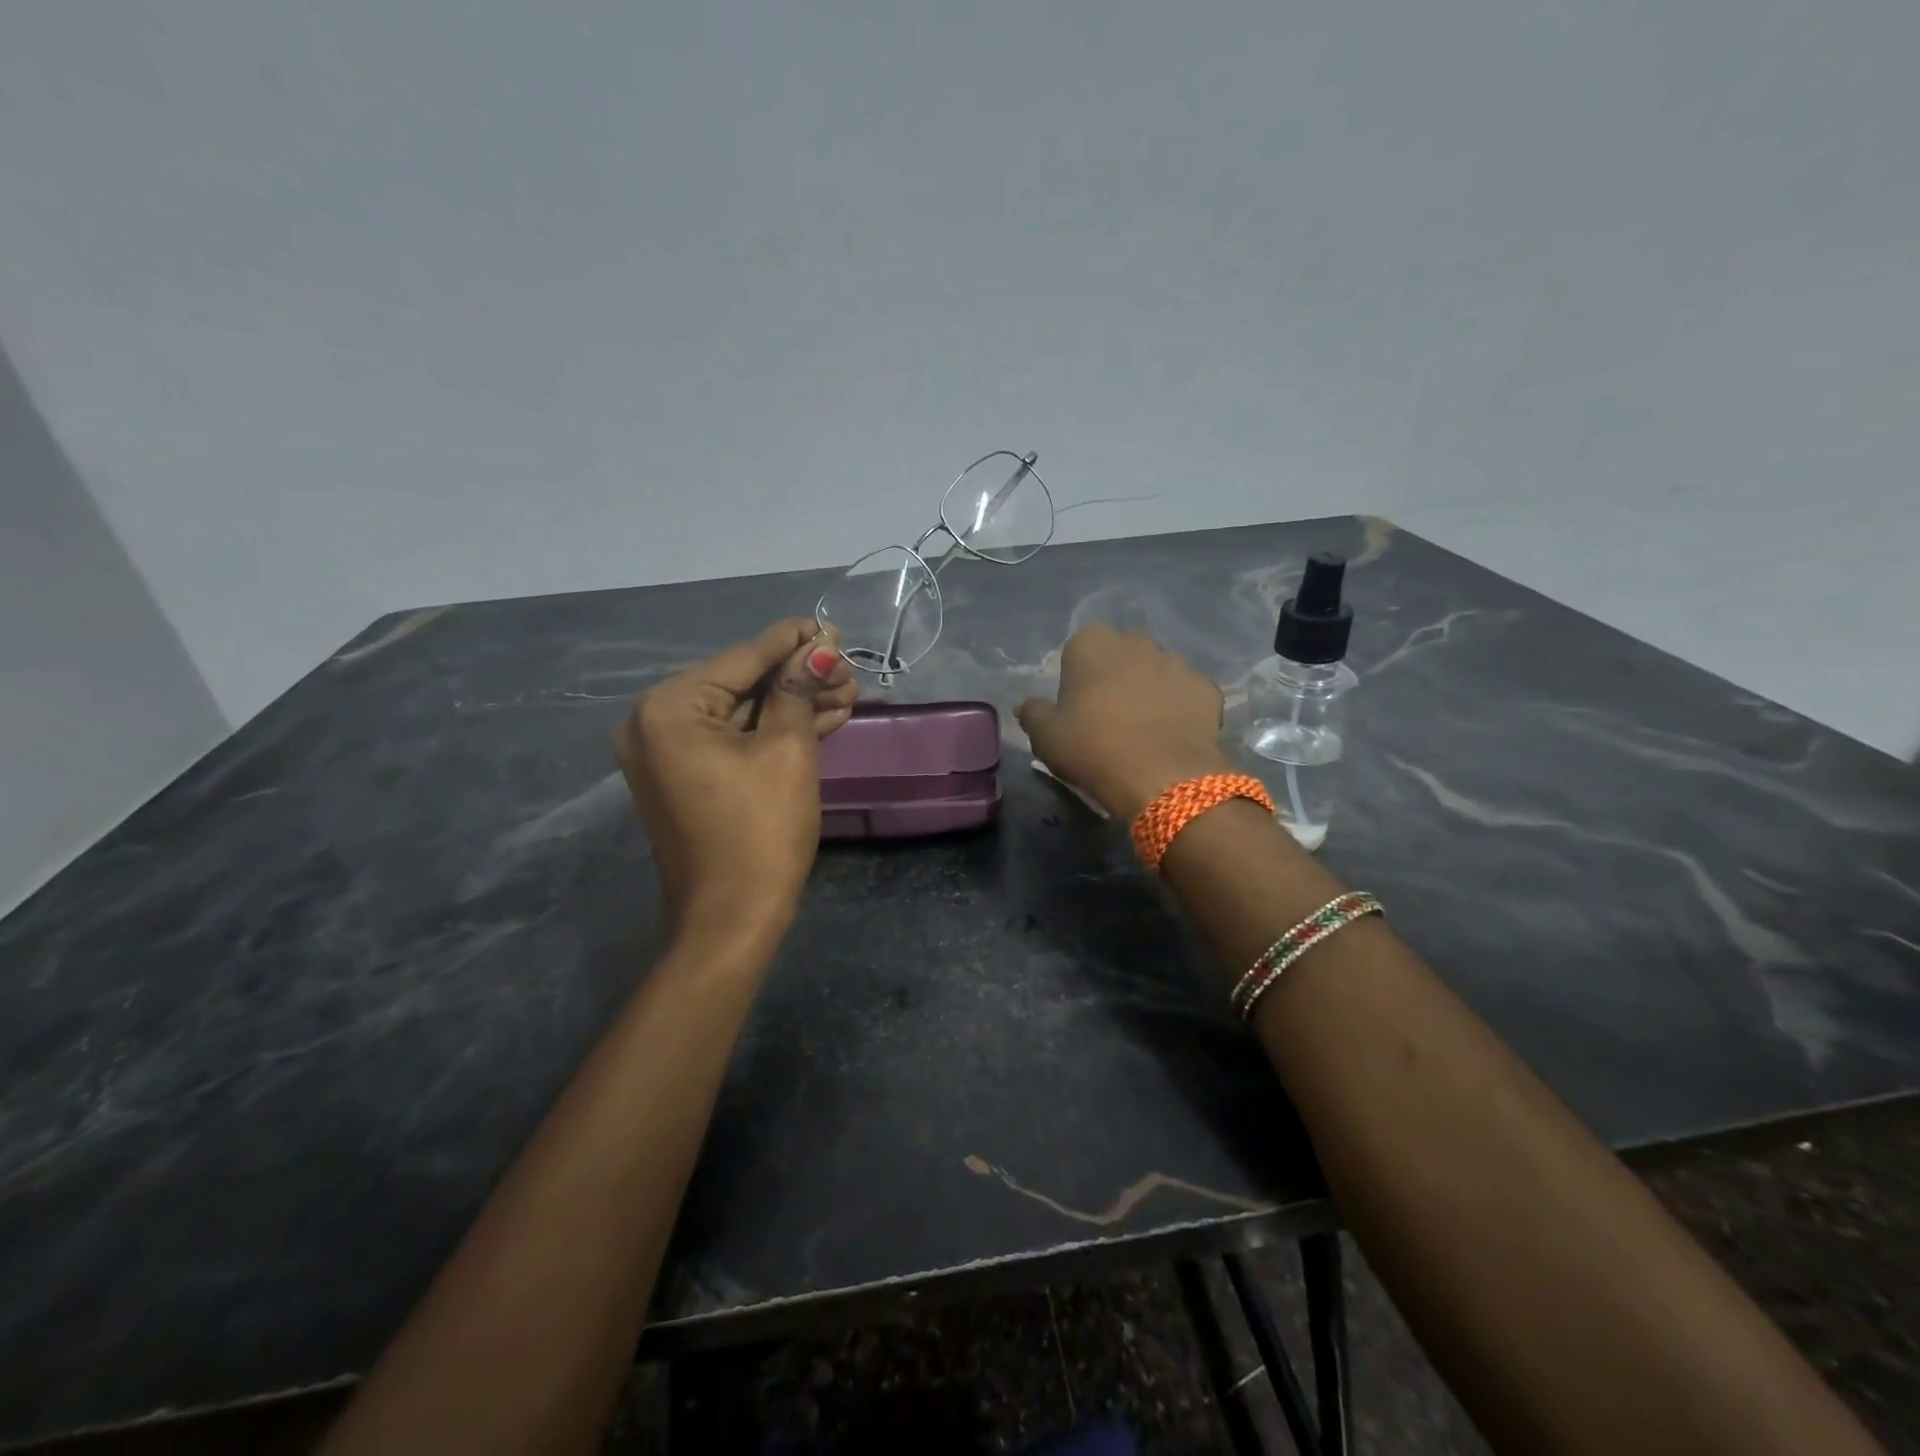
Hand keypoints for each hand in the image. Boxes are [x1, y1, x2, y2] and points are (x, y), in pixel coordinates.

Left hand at [614, 619, 857, 942]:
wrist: (732, 919)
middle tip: (849, 670)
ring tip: (847, 693)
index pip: (742, 658)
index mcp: (670, 708)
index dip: (791, 641)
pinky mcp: (687, 779)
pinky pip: (734, 742)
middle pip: (742, 684)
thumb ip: (799, 690)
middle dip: (799, 677)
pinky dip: (774, 732)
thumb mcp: (788, 750)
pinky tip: (823, 718)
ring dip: (793, 705)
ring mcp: (669, 754)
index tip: (829, 625)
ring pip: (742, 714)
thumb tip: (819, 647)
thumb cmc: (760, 830)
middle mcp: (656, 723)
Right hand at [1016, 626, 1229, 820]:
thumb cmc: (1092, 749)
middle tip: (1109, 716)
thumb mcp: (1046, 737)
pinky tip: (1172, 735)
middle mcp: (1136, 641)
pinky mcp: (1207, 688)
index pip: (1078, 649)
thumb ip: (1033, 714)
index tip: (1077, 707)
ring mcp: (1177, 662)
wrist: (1161, 777)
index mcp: (1092, 643)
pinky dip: (1180, 708)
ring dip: (1149, 690)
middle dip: (1116, 676)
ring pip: (1157, 671)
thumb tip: (1027, 705)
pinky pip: (1186, 694)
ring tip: (1145, 729)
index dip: (1078, 677)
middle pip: (1121, 655)